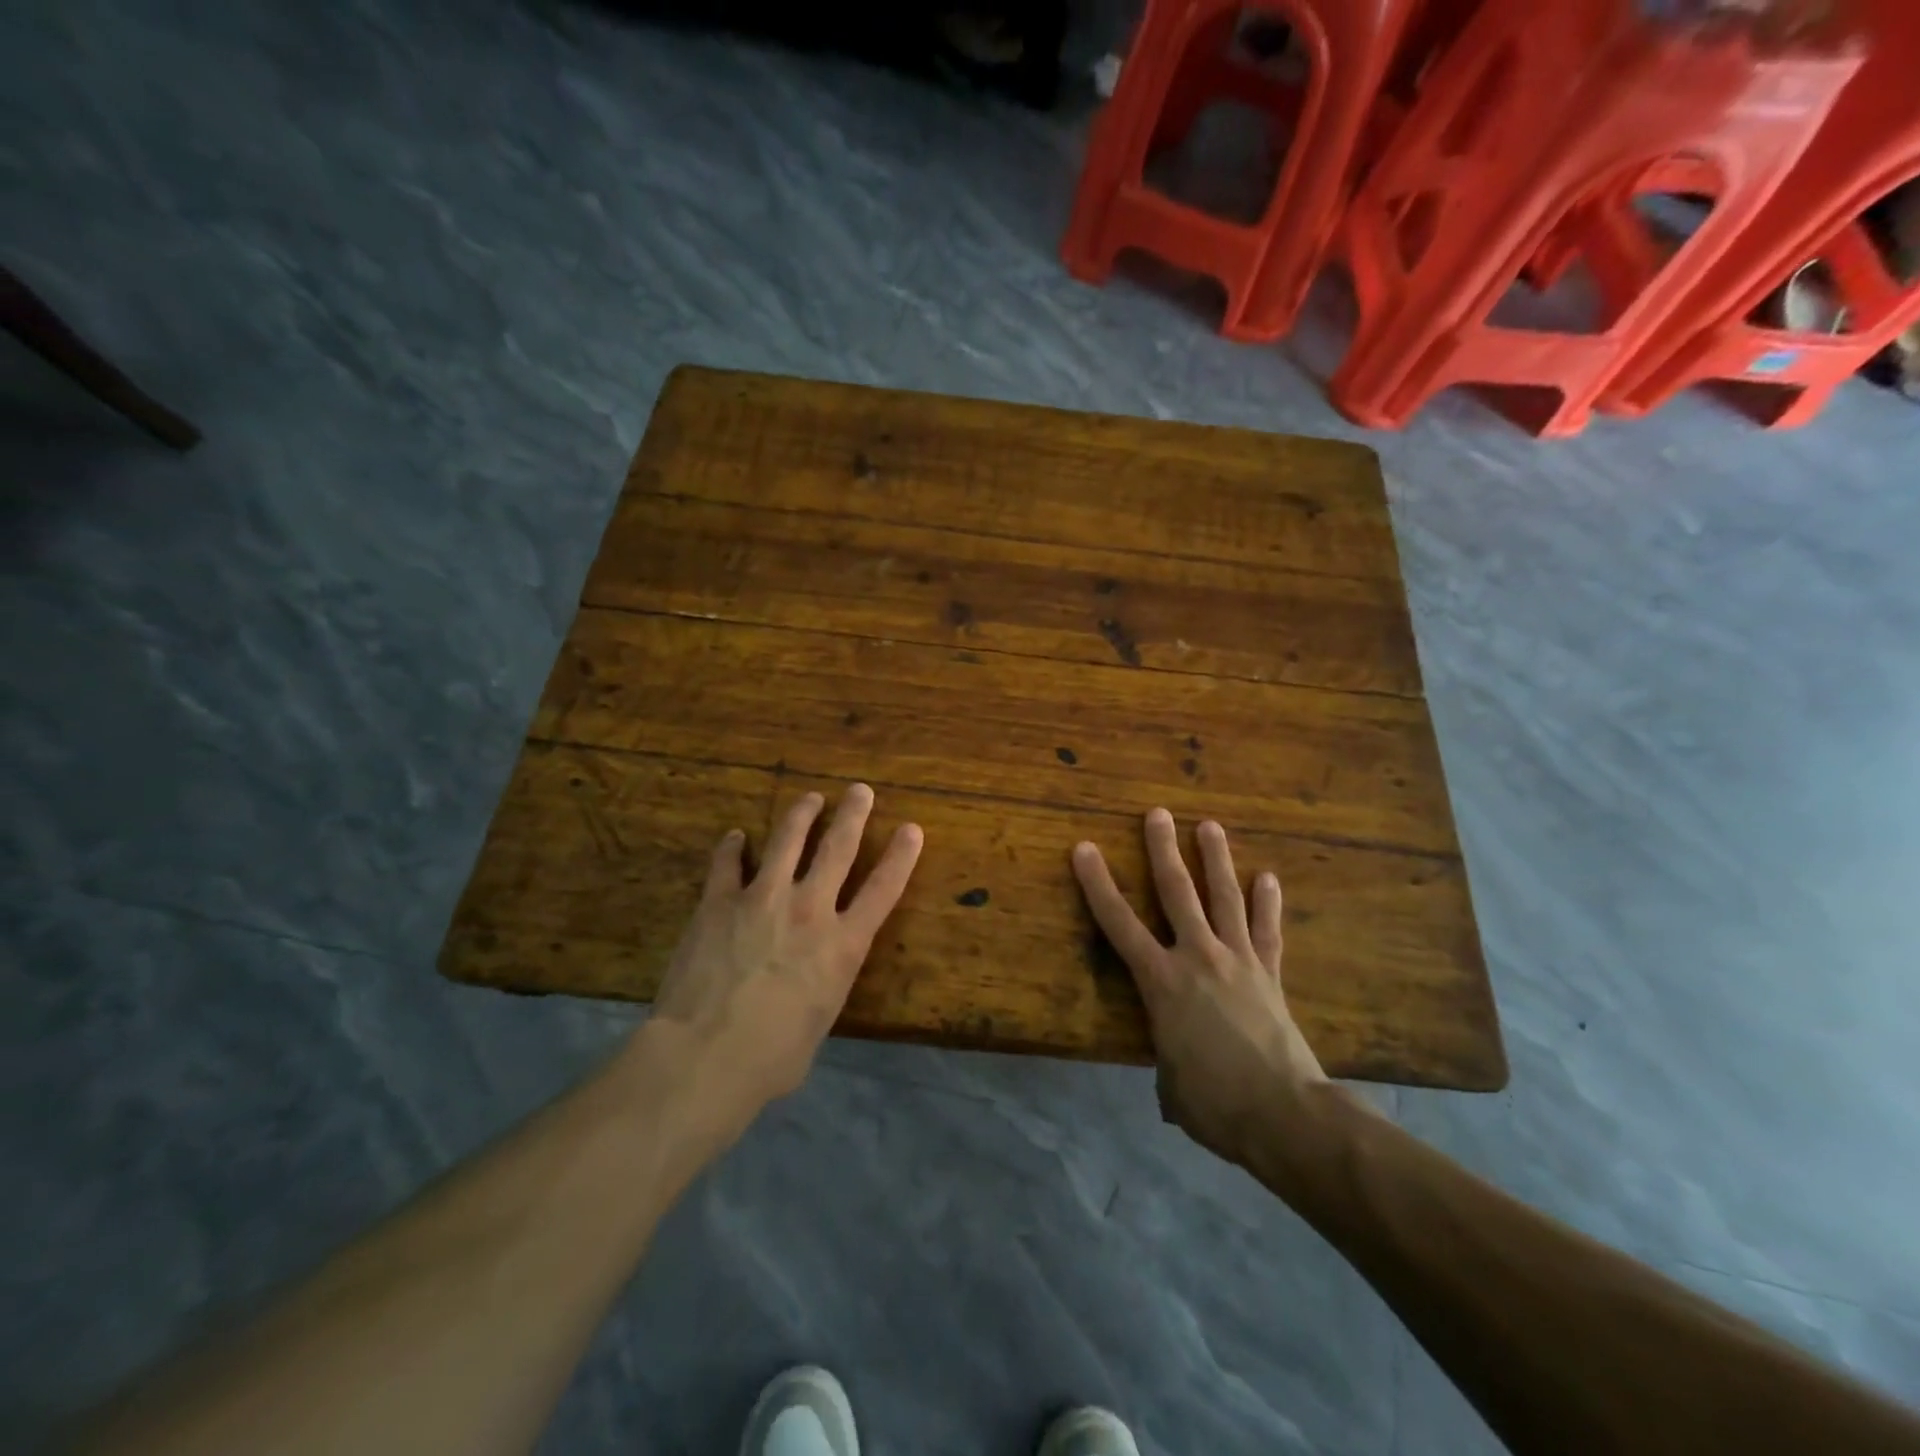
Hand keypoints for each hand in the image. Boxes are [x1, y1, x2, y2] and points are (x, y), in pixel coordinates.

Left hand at [642, 784, 922, 1135]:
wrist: (706, 1055)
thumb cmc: (771, 1059)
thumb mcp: (818, 1024)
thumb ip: (820, 991)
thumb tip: (806, 989)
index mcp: (843, 945)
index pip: (884, 889)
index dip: (902, 856)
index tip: (912, 828)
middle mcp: (810, 910)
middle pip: (839, 848)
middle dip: (853, 814)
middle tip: (860, 790)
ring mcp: (763, 898)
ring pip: (787, 840)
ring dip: (801, 814)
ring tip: (810, 798)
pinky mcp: (720, 901)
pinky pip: (727, 862)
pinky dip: (732, 846)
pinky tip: (734, 836)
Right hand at [1072, 809, 1328, 1166]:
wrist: (1285, 1114)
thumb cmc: (1214, 1102)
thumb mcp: (1171, 1084)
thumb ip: (1168, 1060)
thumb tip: (1176, 1067)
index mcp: (1161, 981)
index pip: (1119, 923)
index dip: (1097, 884)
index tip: (1084, 848)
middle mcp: (1197, 957)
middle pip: (1177, 892)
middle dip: (1163, 849)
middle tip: (1157, 813)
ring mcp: (1238, 960)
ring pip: (1224, 897)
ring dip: (1216, 859)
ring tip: (1210, 825)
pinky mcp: (1270, 974)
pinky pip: (1266, 930)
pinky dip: (1267, 903)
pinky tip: (1268, 877)